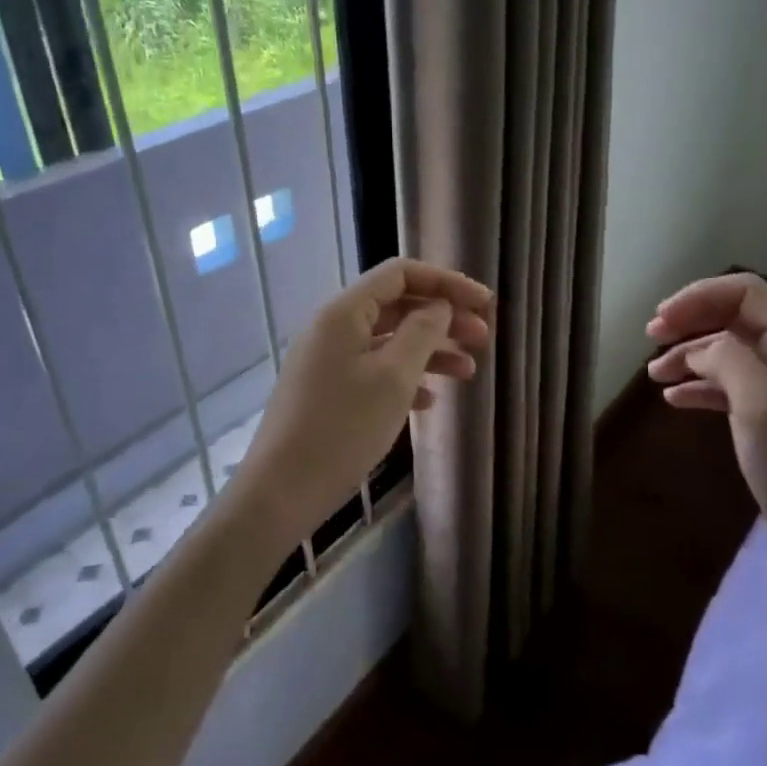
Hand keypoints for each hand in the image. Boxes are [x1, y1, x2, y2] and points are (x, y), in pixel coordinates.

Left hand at [237, 258, 492, 539]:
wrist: (281, 491)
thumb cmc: (342, 429)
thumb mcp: (393, 377)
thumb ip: (422, 333)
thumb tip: (439, 306)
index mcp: (345, 312)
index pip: (401, 274)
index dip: (446, 282)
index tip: (485, 304)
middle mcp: (333, 328)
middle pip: (397, 306)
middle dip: (443, 318)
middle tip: (483, 339)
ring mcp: (328, 361)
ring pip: (389, 341)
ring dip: (430, 350)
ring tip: (468, 372)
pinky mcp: (327, 392)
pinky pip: (375, 370)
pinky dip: (406, 377)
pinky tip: (430, 401)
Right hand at [645, 274, 766, 555]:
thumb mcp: (759, 402)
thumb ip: (727, 358)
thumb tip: (700, 348)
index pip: (744, 292)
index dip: (699, 297)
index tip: (661, 320)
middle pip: (731, 317)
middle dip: (690, 321)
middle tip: (651, 337)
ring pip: (724, 351)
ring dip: (687, 355)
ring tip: (654, 374)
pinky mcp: (764, 412)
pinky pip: (725, 384)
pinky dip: (697, 385)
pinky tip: (673, 398)